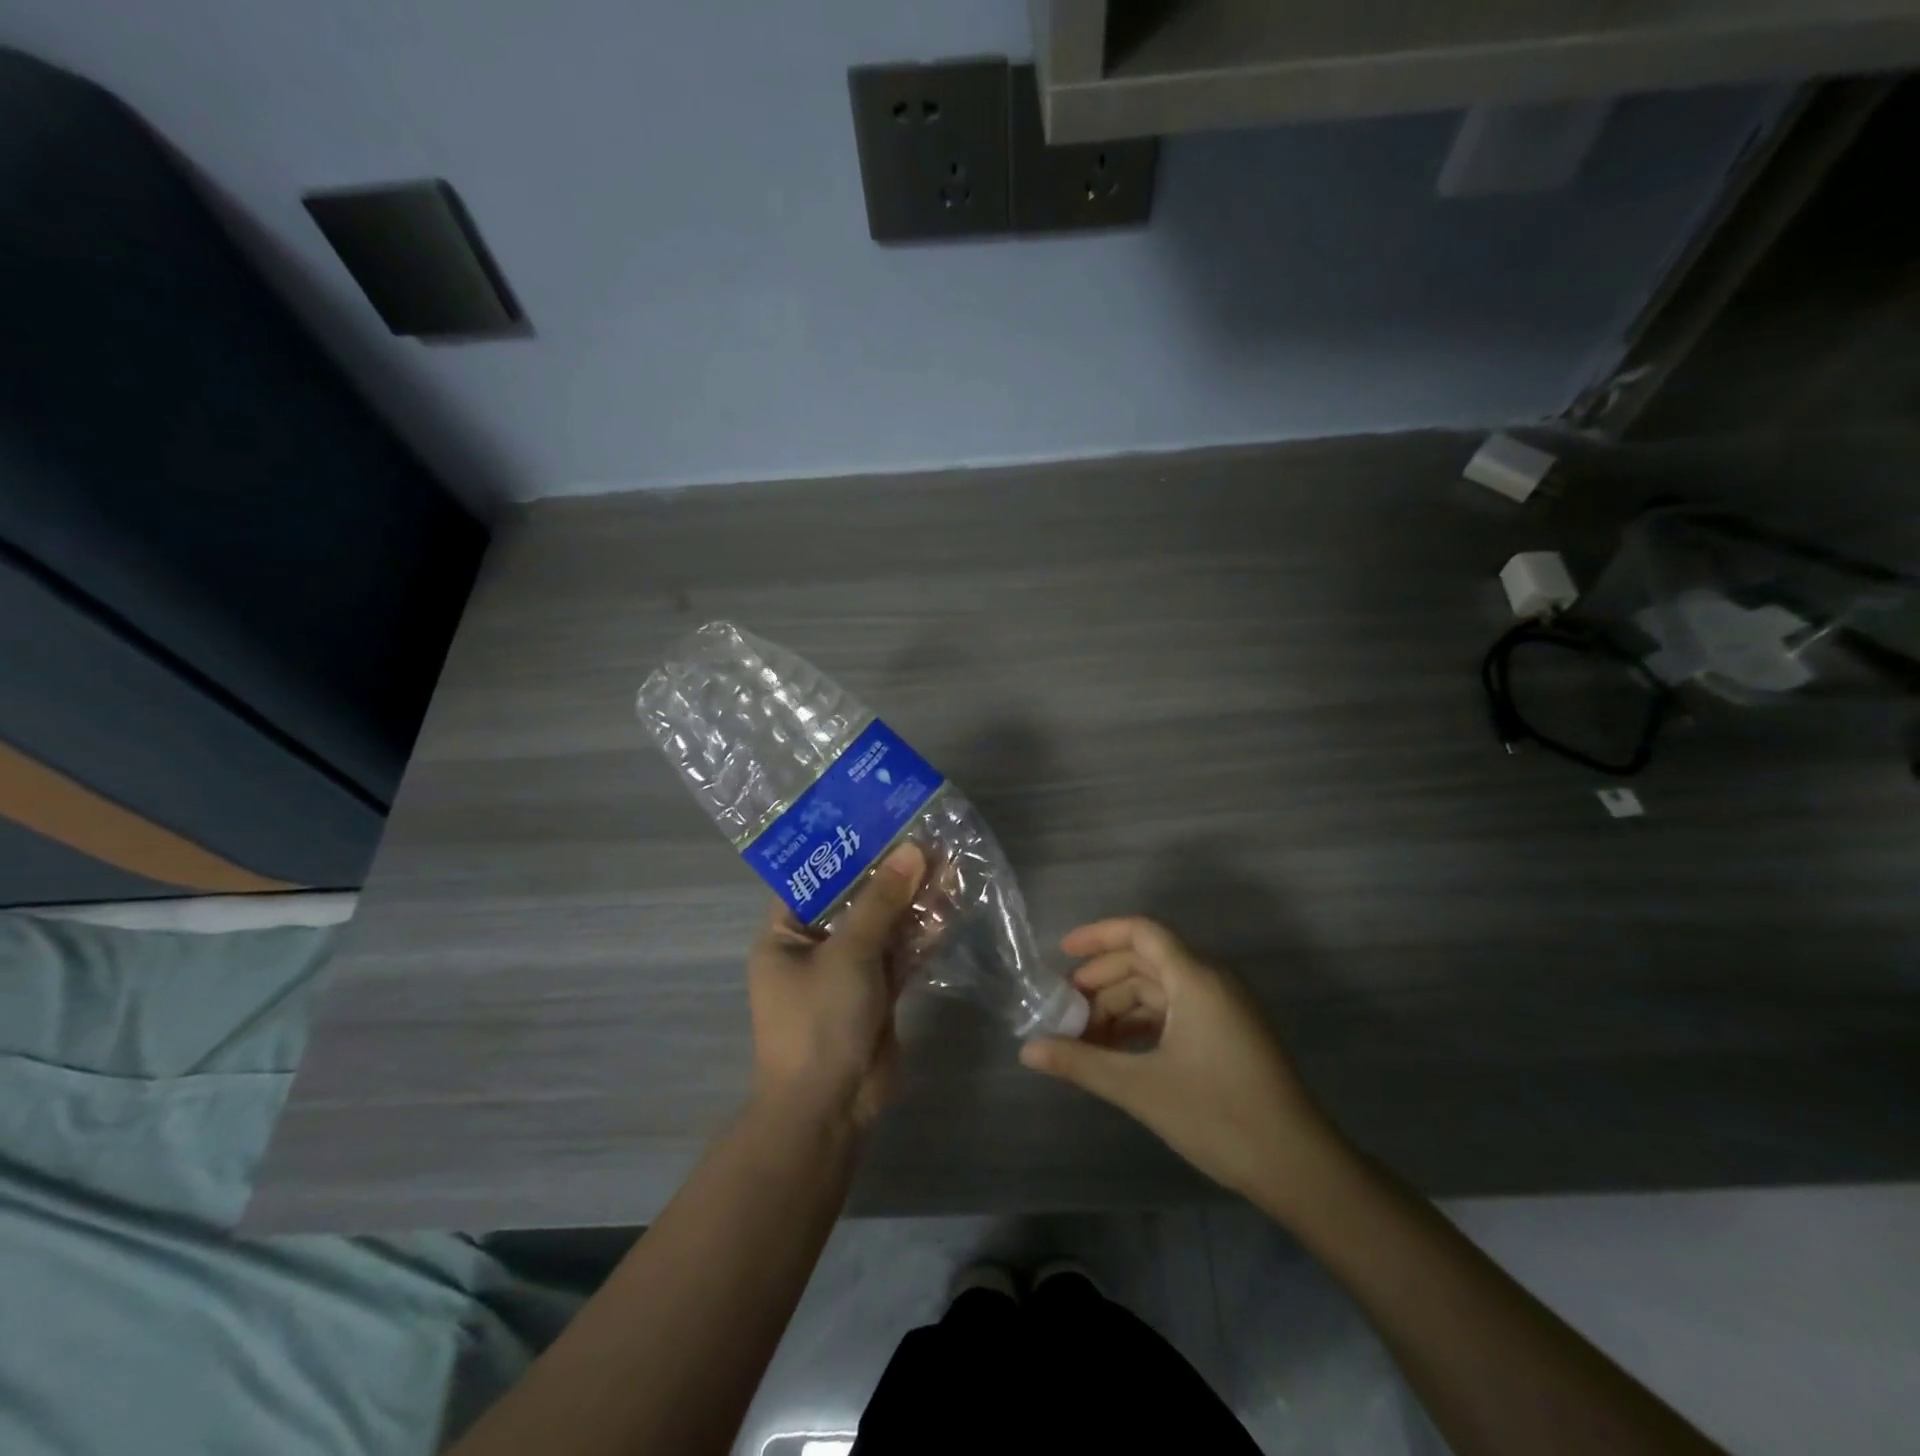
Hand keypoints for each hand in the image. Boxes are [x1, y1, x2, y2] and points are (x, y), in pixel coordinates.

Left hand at [745, 842, 926, 1129]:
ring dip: (913, 899)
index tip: (882, 819)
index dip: (848, 848)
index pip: (814, 876)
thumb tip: (913, 850)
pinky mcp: (878, 990)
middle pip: (856, 898)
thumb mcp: (849, 953)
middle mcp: (815, 944)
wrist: (831, 1108)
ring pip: (883, 924)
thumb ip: (882, 901)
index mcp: (786, 932)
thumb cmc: (819, 1021)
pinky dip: (922, 932)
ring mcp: (849, 969)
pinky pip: (900, 951)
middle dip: (891, 873)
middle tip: (927, 837)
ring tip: (948, 863)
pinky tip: (949, 905)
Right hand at [1019, 916, 1339, 1202]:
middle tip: (1064, 1011)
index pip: (1141, 933)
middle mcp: (1211, 982)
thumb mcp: (1141, 1088)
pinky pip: (1176, 1012)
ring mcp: (1223, 1009)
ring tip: (1084, 1040)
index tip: (1061, 953)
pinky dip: (1143, 1025)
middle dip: (1101, 981)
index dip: (1098, 936)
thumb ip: (1081, 1063)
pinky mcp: (1229, 1035)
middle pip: (1145, 962)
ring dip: (1120, 1008)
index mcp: (1195, 979)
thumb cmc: (1219, 1116)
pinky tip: (1117, 1053)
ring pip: (1159, 990)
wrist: (1299, 1169)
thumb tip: (1027, 1051)